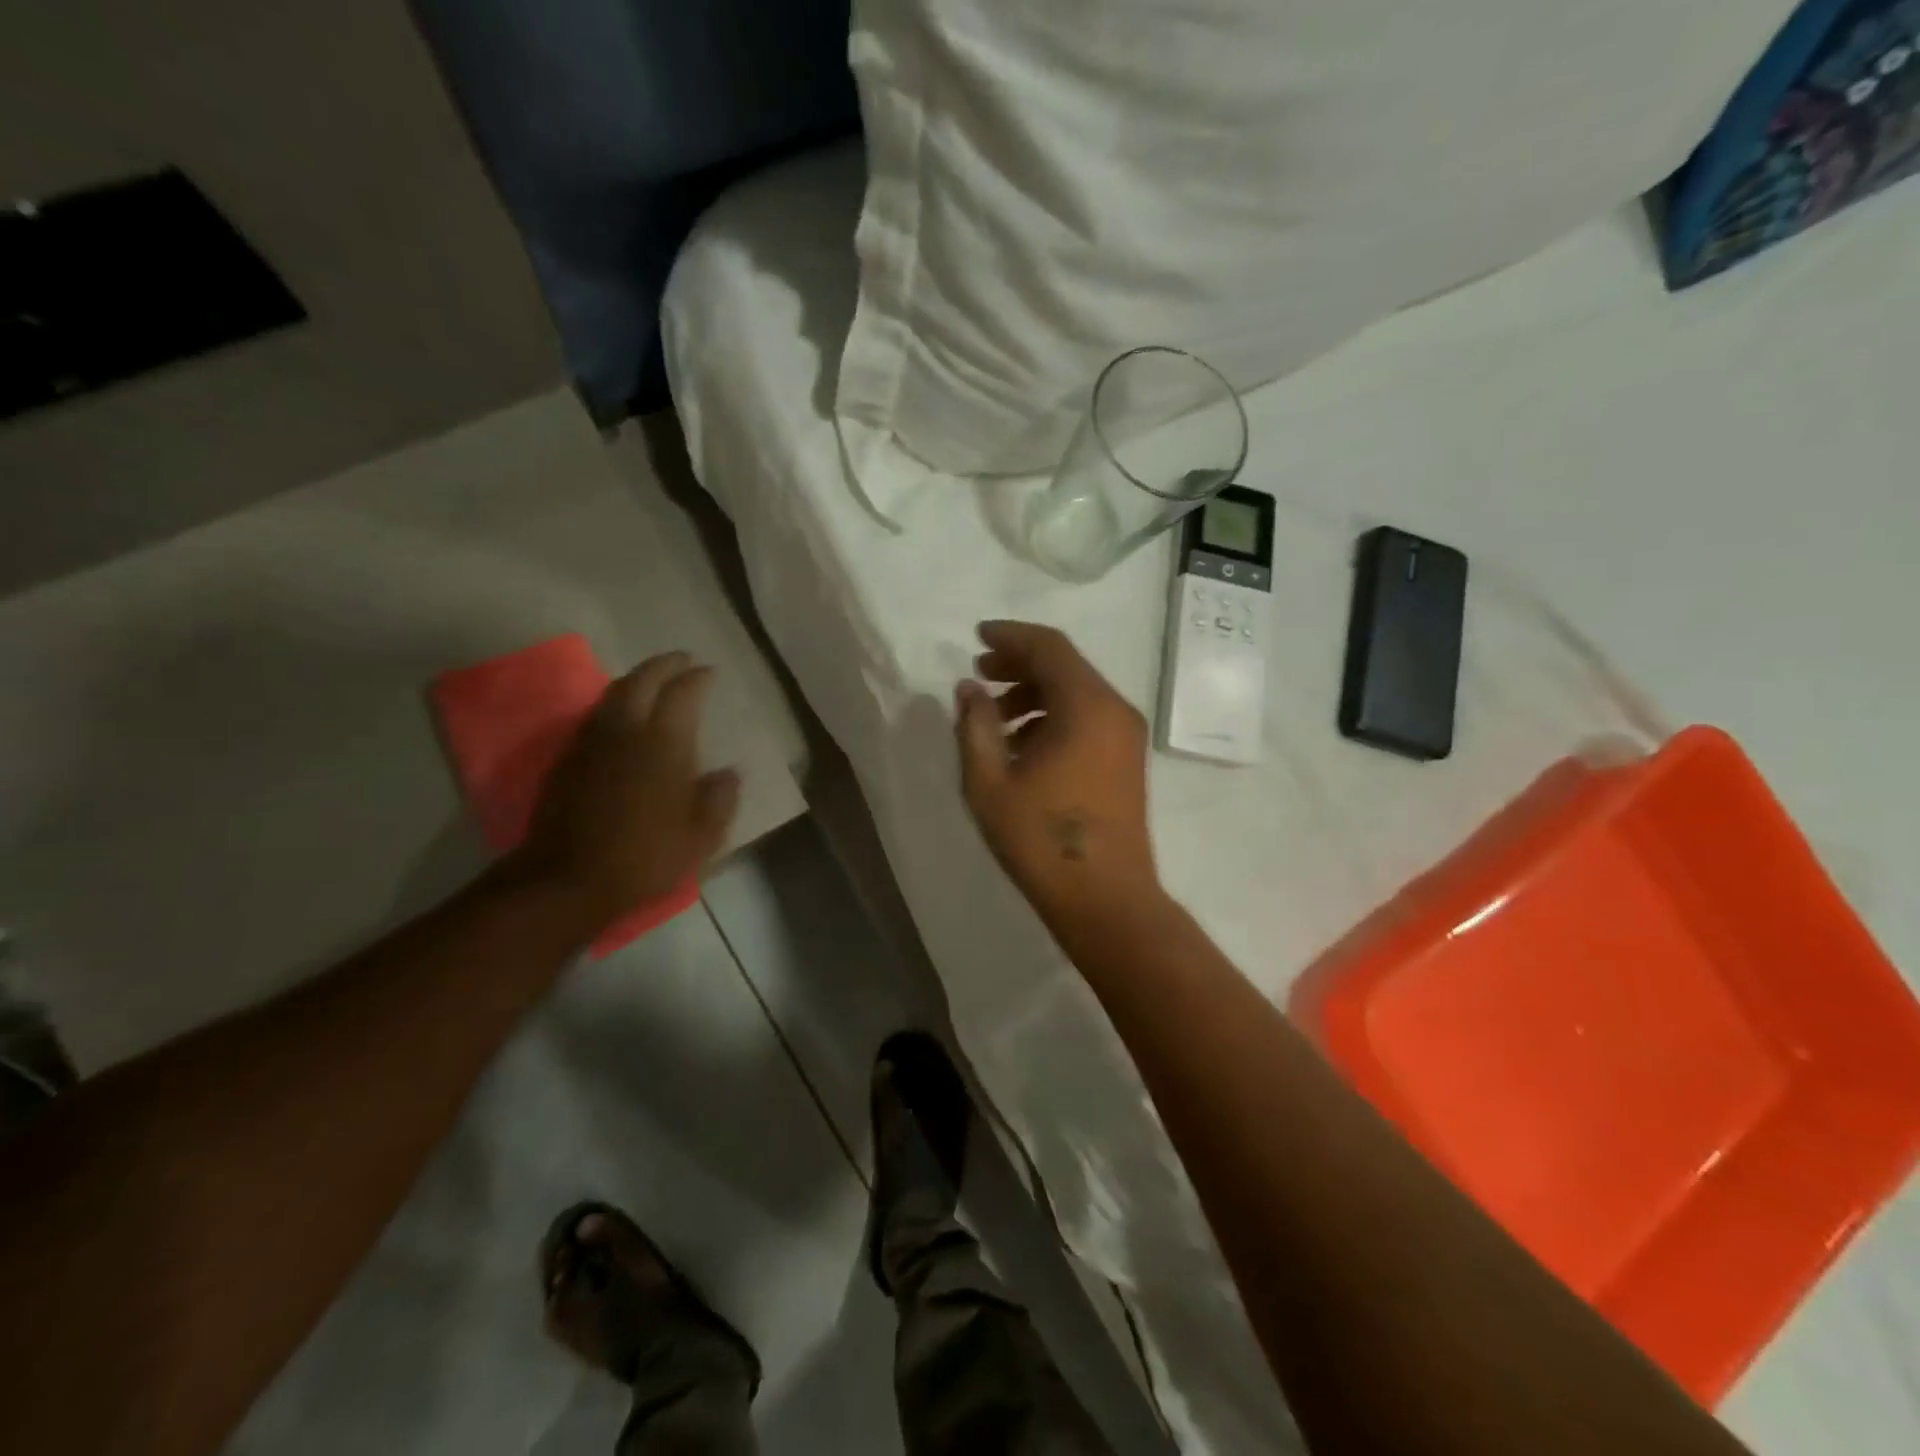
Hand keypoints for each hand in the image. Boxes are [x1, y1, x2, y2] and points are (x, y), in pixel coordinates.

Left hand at [519, 652, 739, 931]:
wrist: (567, 880)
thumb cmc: (645, 857)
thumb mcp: (701, 837)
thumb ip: (719, 799)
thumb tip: (728, 774)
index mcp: (664, 744)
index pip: (682, 694)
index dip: (697, 678)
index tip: (708, 672)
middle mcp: (626, 731)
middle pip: (642, 680)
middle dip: (663, 665)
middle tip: (681, 660)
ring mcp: (592, 743)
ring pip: (613, 694)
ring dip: (635, 679)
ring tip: (652, 681)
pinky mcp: (568, 760)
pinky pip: (595, 716)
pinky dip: (614, 704)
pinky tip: (621, 717)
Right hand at [955, 621, 1160, 922]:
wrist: (1105, 898)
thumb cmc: (1041, 840)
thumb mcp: (989, 781)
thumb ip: (975, 726)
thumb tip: (968, 688)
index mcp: (1086, 706)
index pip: (1049, 647)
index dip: (1010, 636)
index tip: (977, 637)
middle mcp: (1114, 710)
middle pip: (1065, 666)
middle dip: (1019, 663)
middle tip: (980, 675)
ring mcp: (1126, 736)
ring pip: (1077, 692)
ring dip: (1034, 693)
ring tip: (994, 716)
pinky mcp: (1127, 759)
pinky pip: (1088, 717)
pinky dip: (1054, 716)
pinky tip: (1023, 744)